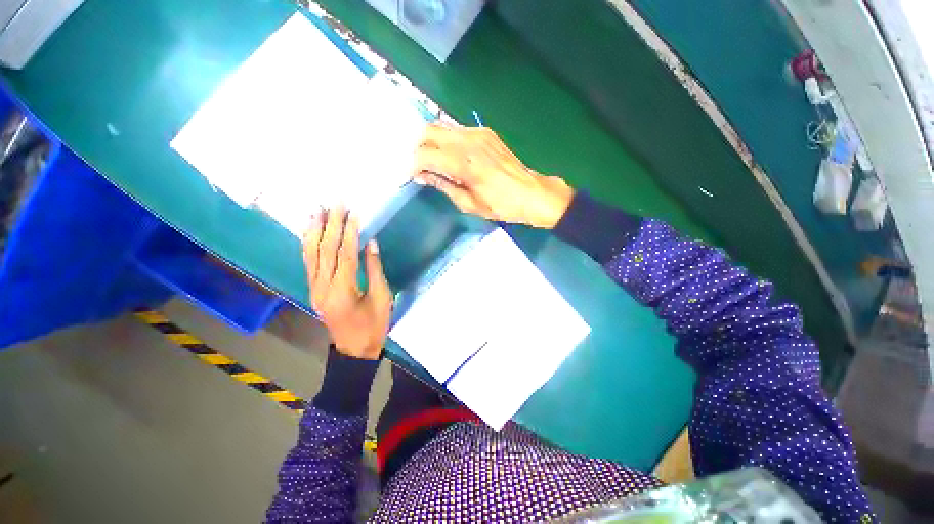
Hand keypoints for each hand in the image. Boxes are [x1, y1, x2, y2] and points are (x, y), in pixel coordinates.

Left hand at [303, 206, 391, 360]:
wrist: (355, 350)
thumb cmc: (374, 326)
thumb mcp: (382, 298)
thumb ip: (375, 270)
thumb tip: (371, 243)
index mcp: (342, 291)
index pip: (345, 255)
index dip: (350, 233)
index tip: (355, 213)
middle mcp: (322, 288)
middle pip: (325, 250)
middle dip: (331, 225)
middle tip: (336, 204)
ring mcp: (314, 289)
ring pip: (311, 255)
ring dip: (314, 231)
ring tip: (318, 211)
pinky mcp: (313, 290)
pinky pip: (308, 263)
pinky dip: (309, 245)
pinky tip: (311, 232)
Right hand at [413, 123, 574, 228]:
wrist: (532, 193)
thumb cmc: (502, 205)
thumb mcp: (470, 204)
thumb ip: (444, 186)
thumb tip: (423, 176)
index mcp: (465, 164)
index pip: (426, 155)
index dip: (412, 165)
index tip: (409, 176)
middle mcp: (469, 142)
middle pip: (429, 131)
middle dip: (417, 147)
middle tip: (418, 166)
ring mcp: (479, 133)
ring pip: (442, 126)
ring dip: (431, 141)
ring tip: (431, 160)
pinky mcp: (486, 132)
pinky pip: (457, 130)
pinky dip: (447, 140)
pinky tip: (450, 155)